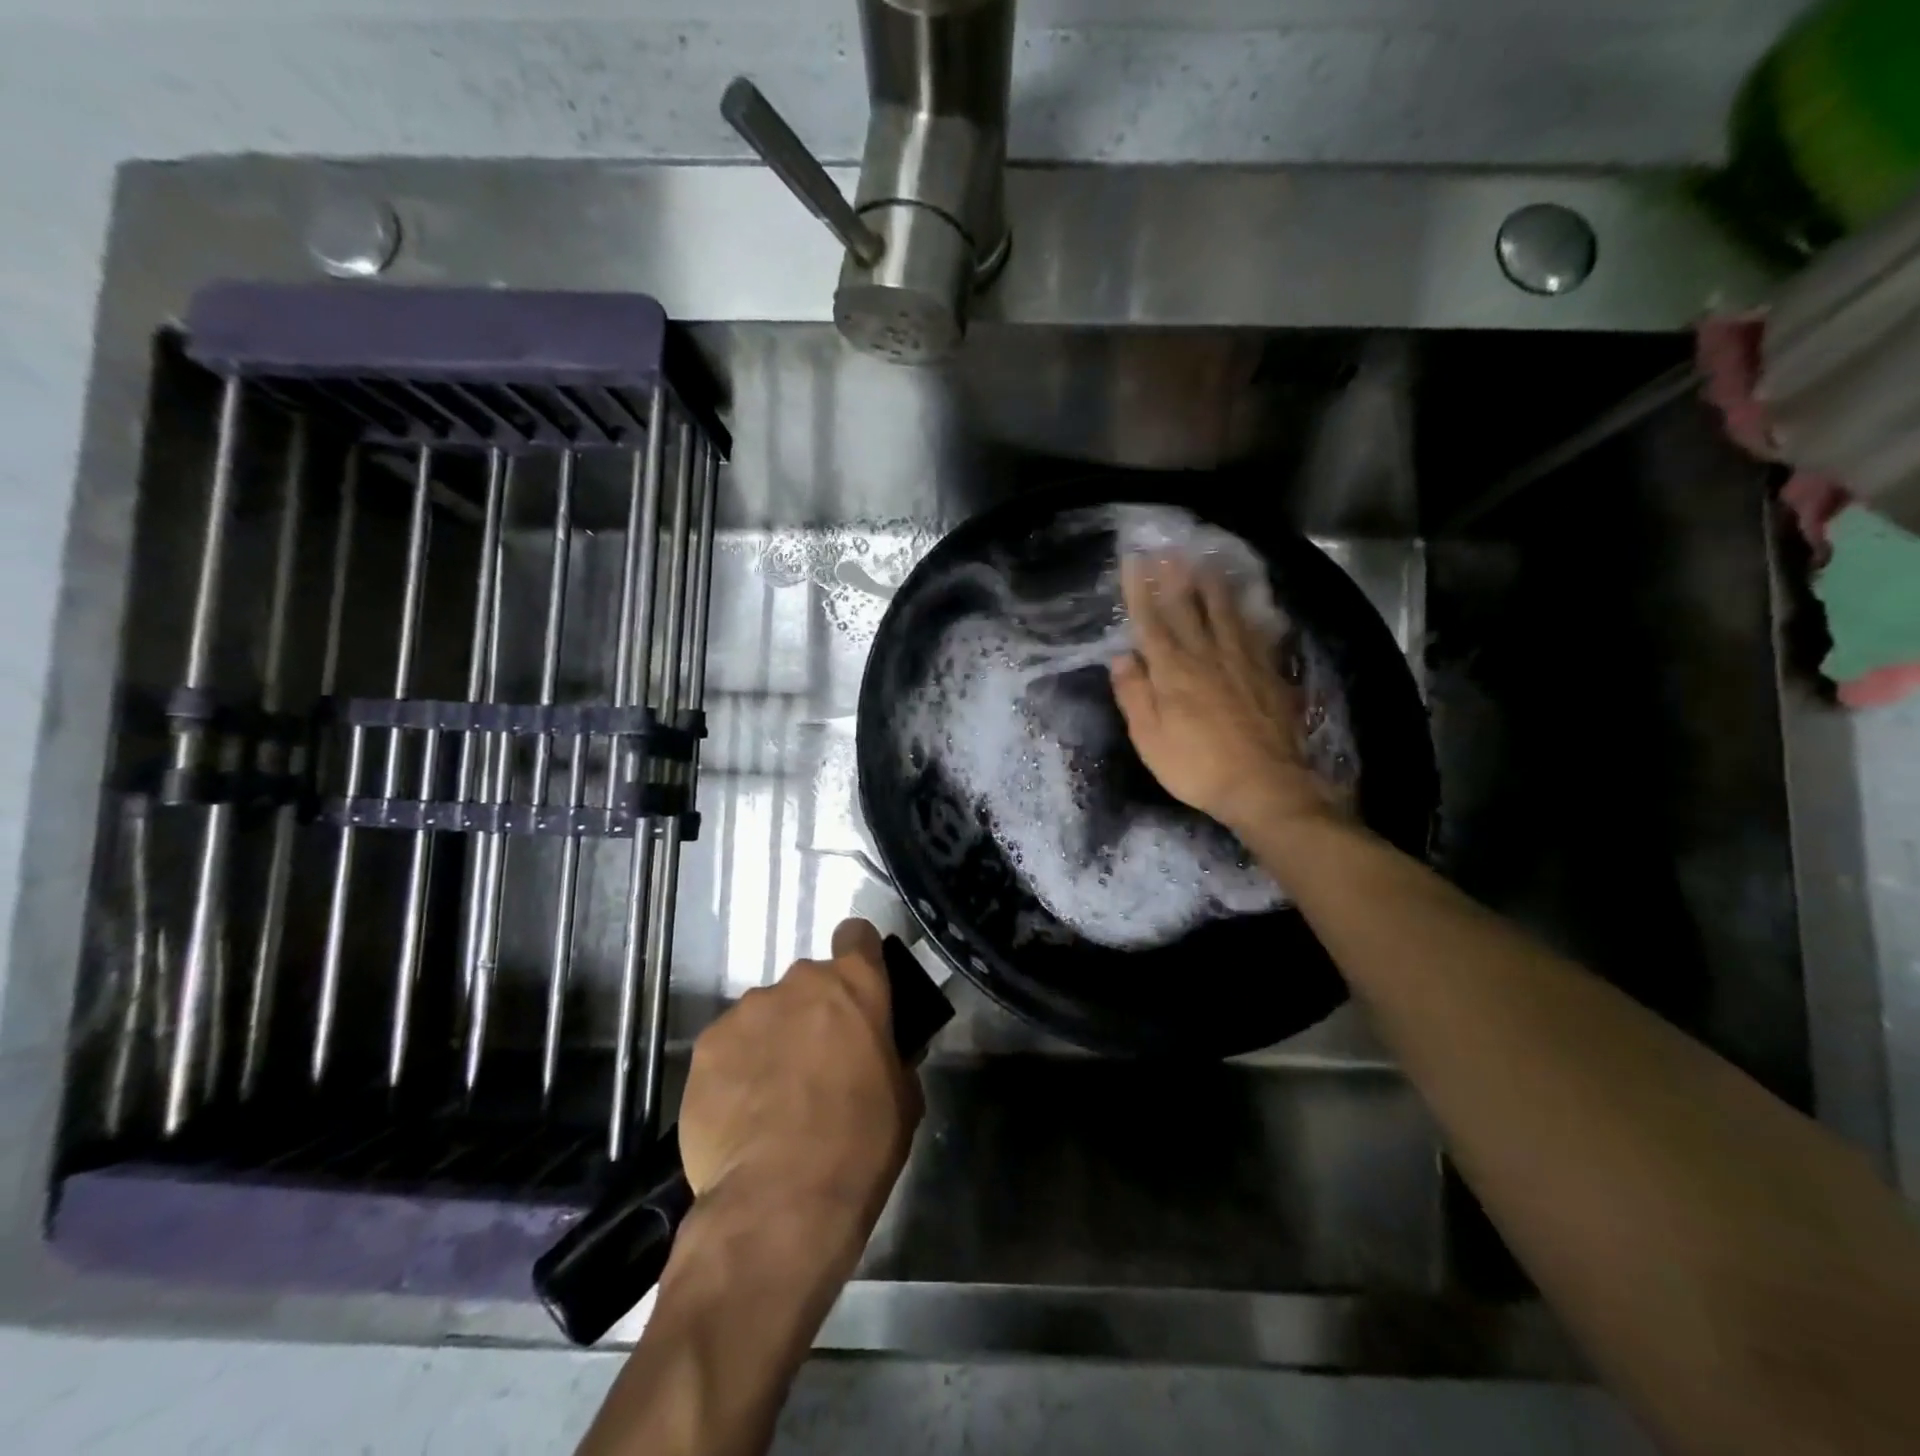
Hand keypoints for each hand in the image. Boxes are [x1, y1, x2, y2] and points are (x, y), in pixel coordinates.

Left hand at [678, 918, 921, 1249]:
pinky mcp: (706, 1046)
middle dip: (813, 1013)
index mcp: (854, 984)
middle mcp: (798, 982)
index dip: (859, 957)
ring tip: (771, 1099)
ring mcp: (747, 1010)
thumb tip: (879, 1054)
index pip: (857, 935)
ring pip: (765, 1014)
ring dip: (772, 1041)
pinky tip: (739, 1116)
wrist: (780, 1200)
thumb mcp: (903, 1097)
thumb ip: (891, 1056)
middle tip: (816, 1065)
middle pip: (808, 983)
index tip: (858, 991)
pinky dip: (735, 1070)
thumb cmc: (860, 1144)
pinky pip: (728, 1047)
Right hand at [1110, 553, 1344, 838]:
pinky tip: (1248, 604)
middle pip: (1189, 608)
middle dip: (1175, 577)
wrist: (1264, 785)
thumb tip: (1121, 657)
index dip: (1141, 590)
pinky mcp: (1268, 673)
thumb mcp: (1149, 738)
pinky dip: (1248, 613)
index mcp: (1173, 671)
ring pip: (1225, 613)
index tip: (1135, 561)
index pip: (1151, 622)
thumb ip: (1134, 694)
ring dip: (1213, 585)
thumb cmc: (1196, 767)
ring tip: (1206, 561)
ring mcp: (1242, 662)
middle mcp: (1207, 656)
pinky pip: (1256, 632)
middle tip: (1169, 548)